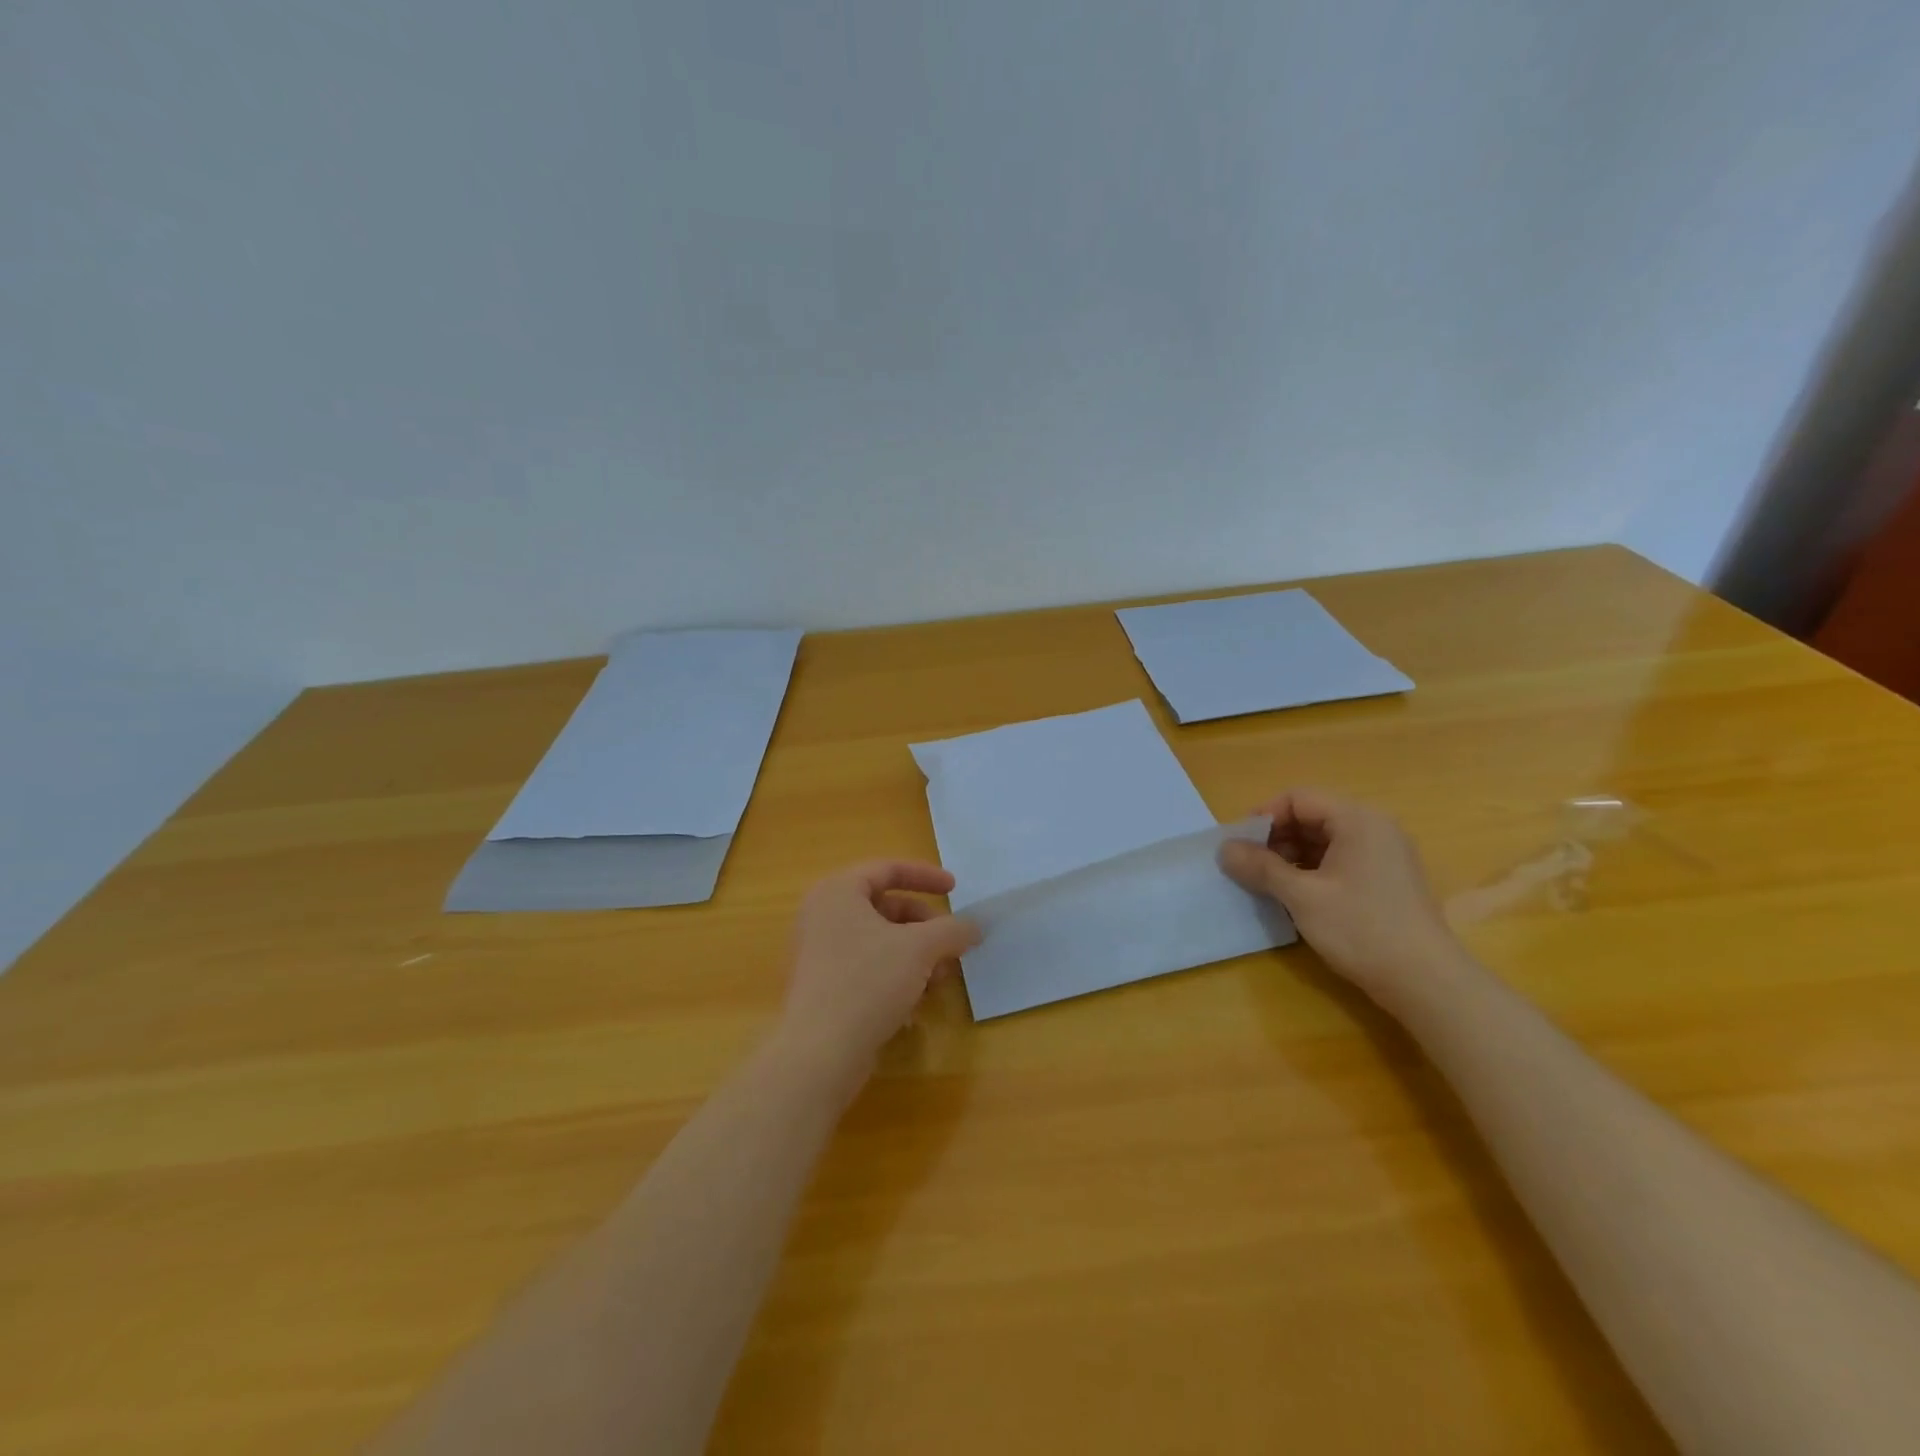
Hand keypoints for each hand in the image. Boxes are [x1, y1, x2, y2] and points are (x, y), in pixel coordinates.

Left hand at [776, 860, 979, 1086]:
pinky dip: (896, 975)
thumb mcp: (920, 948)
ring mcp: (820, 953)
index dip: (925, 876)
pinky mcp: (824, 987)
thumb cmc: (867, 982)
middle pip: (886, 907)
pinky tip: (915, 1002)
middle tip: (952, 947)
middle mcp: (823, 916)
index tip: (955, 888)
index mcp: (838, 892)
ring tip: (940, 980)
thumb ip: (952, 930)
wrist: (819, 1053)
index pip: (887, 869)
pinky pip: (867, 967)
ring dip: (916, 955)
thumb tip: (974, 926)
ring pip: (880, 941)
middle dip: (926, 927)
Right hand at [1219, 788, 1465, 1012]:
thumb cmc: (1361, 930)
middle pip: (1312, 816)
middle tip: (1248, 866)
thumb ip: (1261, 867)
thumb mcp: (1302, 897)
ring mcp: (1385, 855)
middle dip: (1275, 837)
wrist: (1427, 983)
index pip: (1298, 798)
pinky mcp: (1387, 880)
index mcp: (1358, 820)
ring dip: (1291, 856)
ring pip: (1324, 840)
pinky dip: (1312, 870)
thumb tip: (1224, 849)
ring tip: (1267, 883)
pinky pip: (1340, 860)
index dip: (1264, 817)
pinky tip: (1295, 896)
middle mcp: (1374, 828)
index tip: (1239, 845)